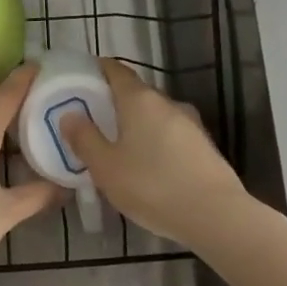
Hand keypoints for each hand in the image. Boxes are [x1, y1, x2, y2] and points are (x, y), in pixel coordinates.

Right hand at [62, 59, 247, 246]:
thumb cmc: (153, 186)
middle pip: (136, 93)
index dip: (98, 69)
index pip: (116, 70)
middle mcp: (167, 102)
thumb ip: (85, 139)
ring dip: (137, 125)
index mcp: (139, 99)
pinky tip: (150, 168)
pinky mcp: (204, 146)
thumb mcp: (106, 167)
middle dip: (114, 103)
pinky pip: (171, 135)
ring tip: (120, 148)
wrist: (217, 216)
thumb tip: (69, 115)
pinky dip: (156, 142)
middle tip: (94, 121)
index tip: (83, 78)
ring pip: (155, 116)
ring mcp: (190, 123)